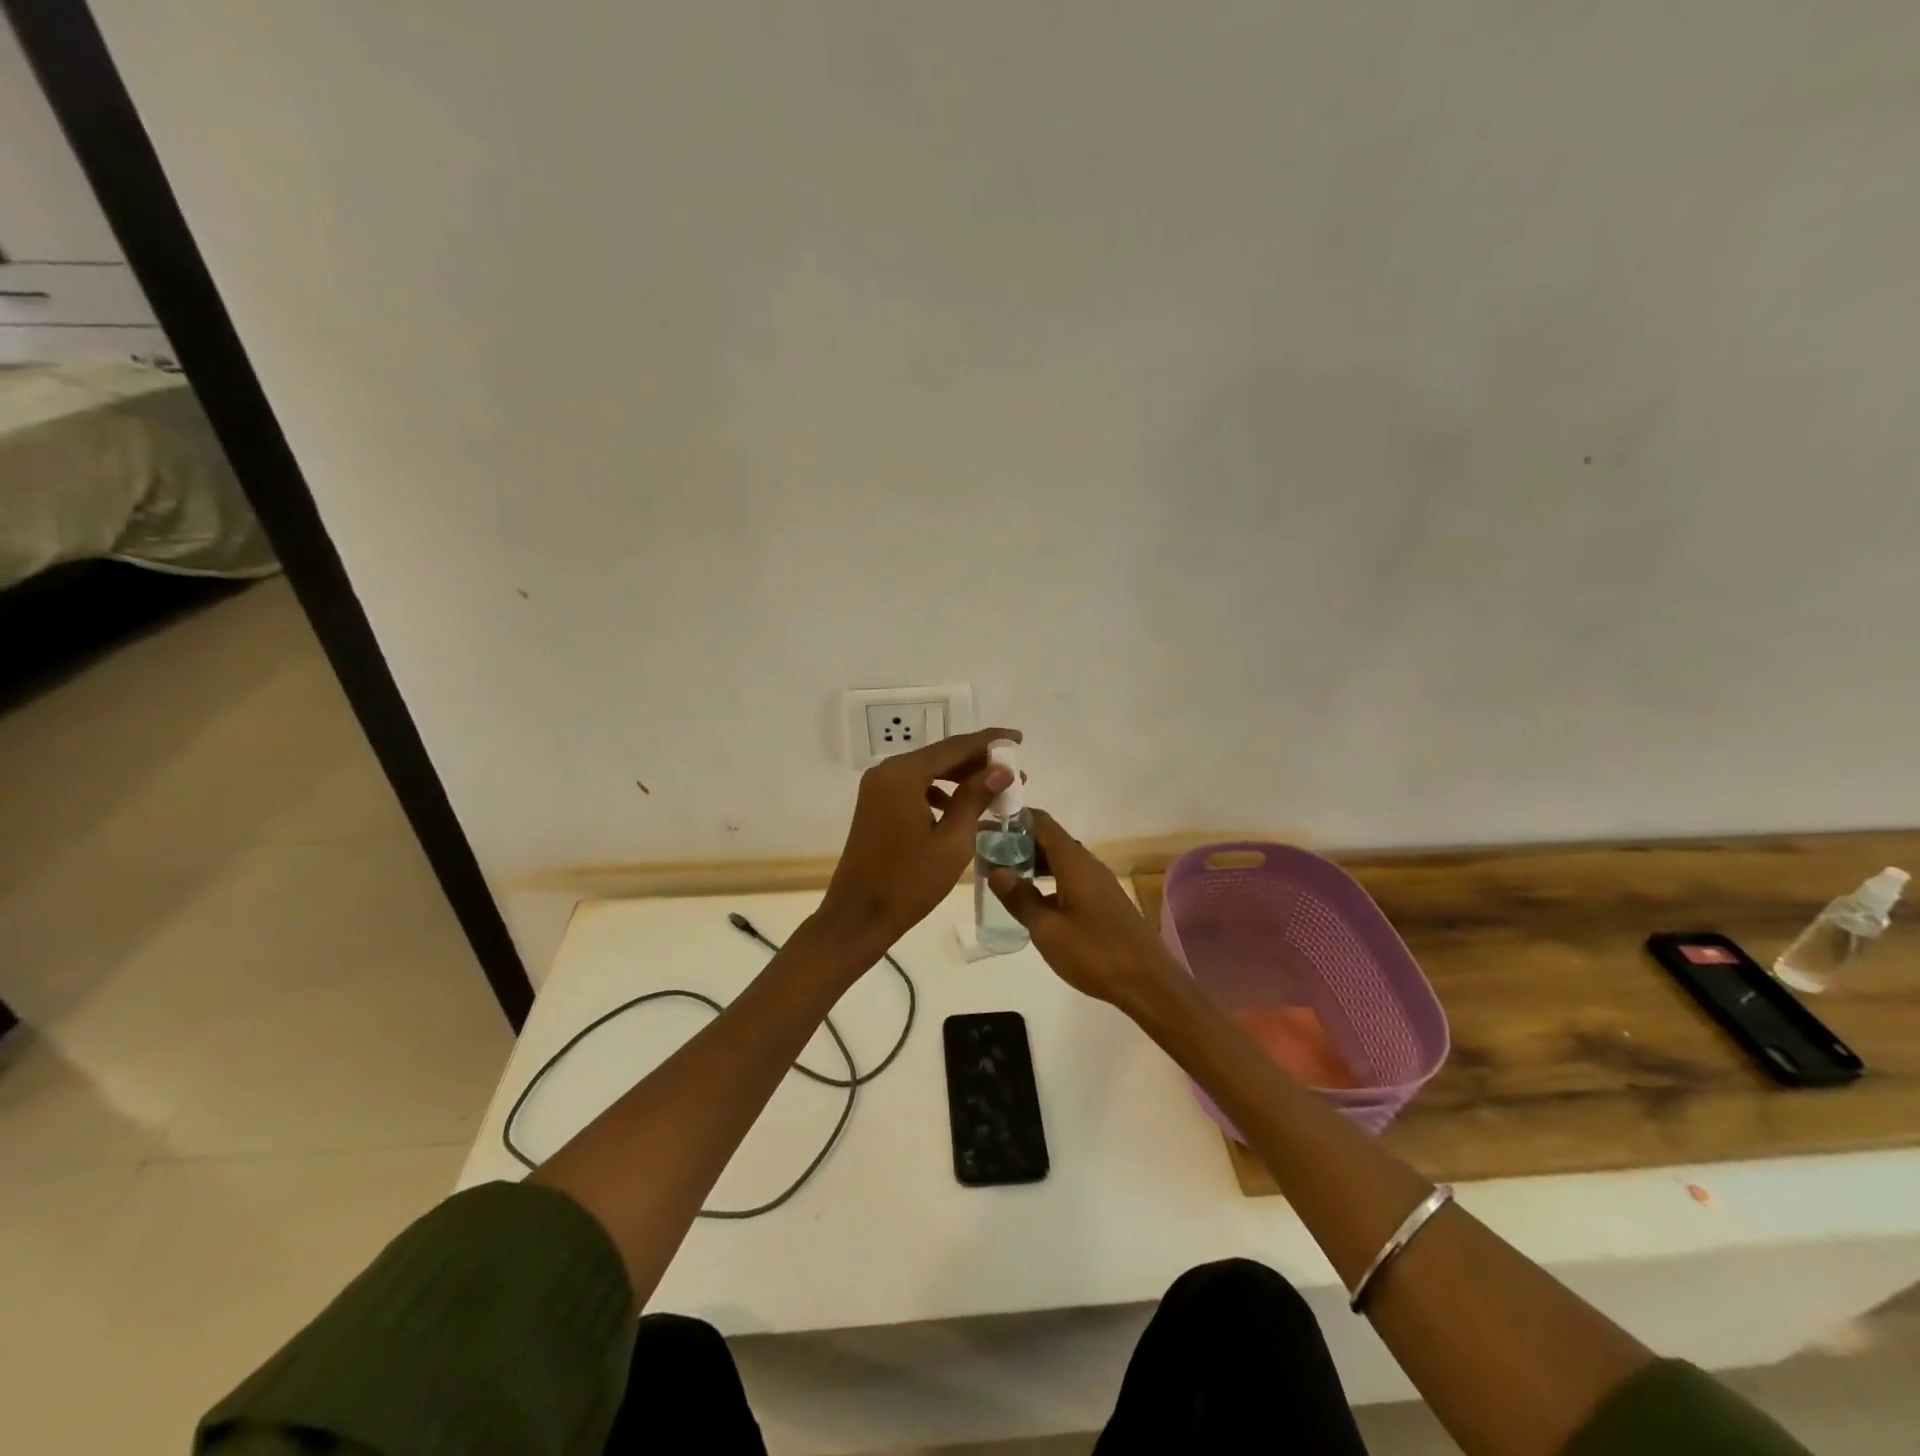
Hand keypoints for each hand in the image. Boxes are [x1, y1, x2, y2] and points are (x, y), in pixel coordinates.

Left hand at [815, 727, 1020, 947]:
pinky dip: (940, 791)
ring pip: (929, 771)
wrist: (859, 916)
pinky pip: (916, 787)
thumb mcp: (952, 841)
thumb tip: (1002, 770)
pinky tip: (961, 807)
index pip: (955, 747)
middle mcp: (887, 771)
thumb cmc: (909, 882)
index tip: (1019, 738)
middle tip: (1015, 772)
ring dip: (961, 778)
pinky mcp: (877, 805)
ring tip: (996, 791)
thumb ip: (976, 798)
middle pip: (941, 756)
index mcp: (903, 774)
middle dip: (978, 762)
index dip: (990, 742)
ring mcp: (879, 788)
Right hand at [988, 809, 1181, 1009]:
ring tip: (1003, 875)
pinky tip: (1033, 899)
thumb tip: (995, 870)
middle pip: (1049, 839)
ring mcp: (1099, 883)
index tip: (987, 827)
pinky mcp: (1104, 901)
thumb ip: (1020, 898)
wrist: (1148, 983)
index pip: (1041, 823)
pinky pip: (1070, 877)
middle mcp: (1087, 864)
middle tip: (986, 854)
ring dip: (1033, 862)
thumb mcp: (1047, 929)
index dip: (1013, 819)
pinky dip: (1048, 879)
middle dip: (1018, 843)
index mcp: (1074, 862)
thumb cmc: (1095, 952)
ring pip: (1060, 860)